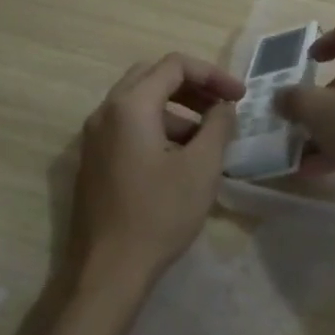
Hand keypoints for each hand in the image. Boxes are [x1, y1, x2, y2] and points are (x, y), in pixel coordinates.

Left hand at [67, 52, 245, 302]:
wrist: (108, 269)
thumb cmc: (159, 214)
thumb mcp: (201, 168)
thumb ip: (218, 126)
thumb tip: (223, 107)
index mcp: (130, 106)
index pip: (174, 65)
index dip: (213, 74)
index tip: (240, 97)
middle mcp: (105, 112)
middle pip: (152, 76)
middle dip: (192, 86)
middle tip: (222, 106)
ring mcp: (94, 137)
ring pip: (139, 103)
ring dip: (176, 109)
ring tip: (208, 138)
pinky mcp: (94, 160)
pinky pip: (128, 126)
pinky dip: (158, 127)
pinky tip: (181, 158)